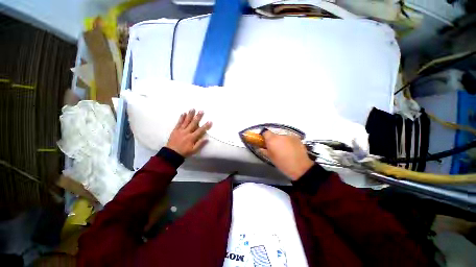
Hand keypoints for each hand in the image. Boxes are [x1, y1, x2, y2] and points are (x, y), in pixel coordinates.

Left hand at [166, 109, 211, 156]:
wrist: (171, 154)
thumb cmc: (184, 152)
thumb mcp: (194, 150)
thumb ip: (200, 144)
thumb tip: (207, 138)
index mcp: (192, 137)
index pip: (200, 130)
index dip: (206, 126)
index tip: (210, 121)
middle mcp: (186, 132)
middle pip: (193, 123)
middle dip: (198, 117)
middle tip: (201, 111)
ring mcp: (180, 130)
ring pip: (186, 121)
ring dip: (190, 115)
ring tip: (192, 109)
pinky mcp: (175, 130)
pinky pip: (179, 123)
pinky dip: (181, 118)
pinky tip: (183, 113)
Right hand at [260, 130, 313, 180]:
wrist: (300, 167)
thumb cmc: (282, 163)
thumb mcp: (270, 158)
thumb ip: (264, 151)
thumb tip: (260, 147)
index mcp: (272, 140)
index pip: (265, 132)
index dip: (264, 136)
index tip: (265, 142)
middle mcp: (280, 135)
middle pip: (274, 134)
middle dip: (273, 140)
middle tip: (275, 148)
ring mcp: (289, 136)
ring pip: (282, 136)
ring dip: (281, 141)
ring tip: (284, 149)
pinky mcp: (296, 138)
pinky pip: (289, 138)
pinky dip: (288, 142)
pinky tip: (291, 149)